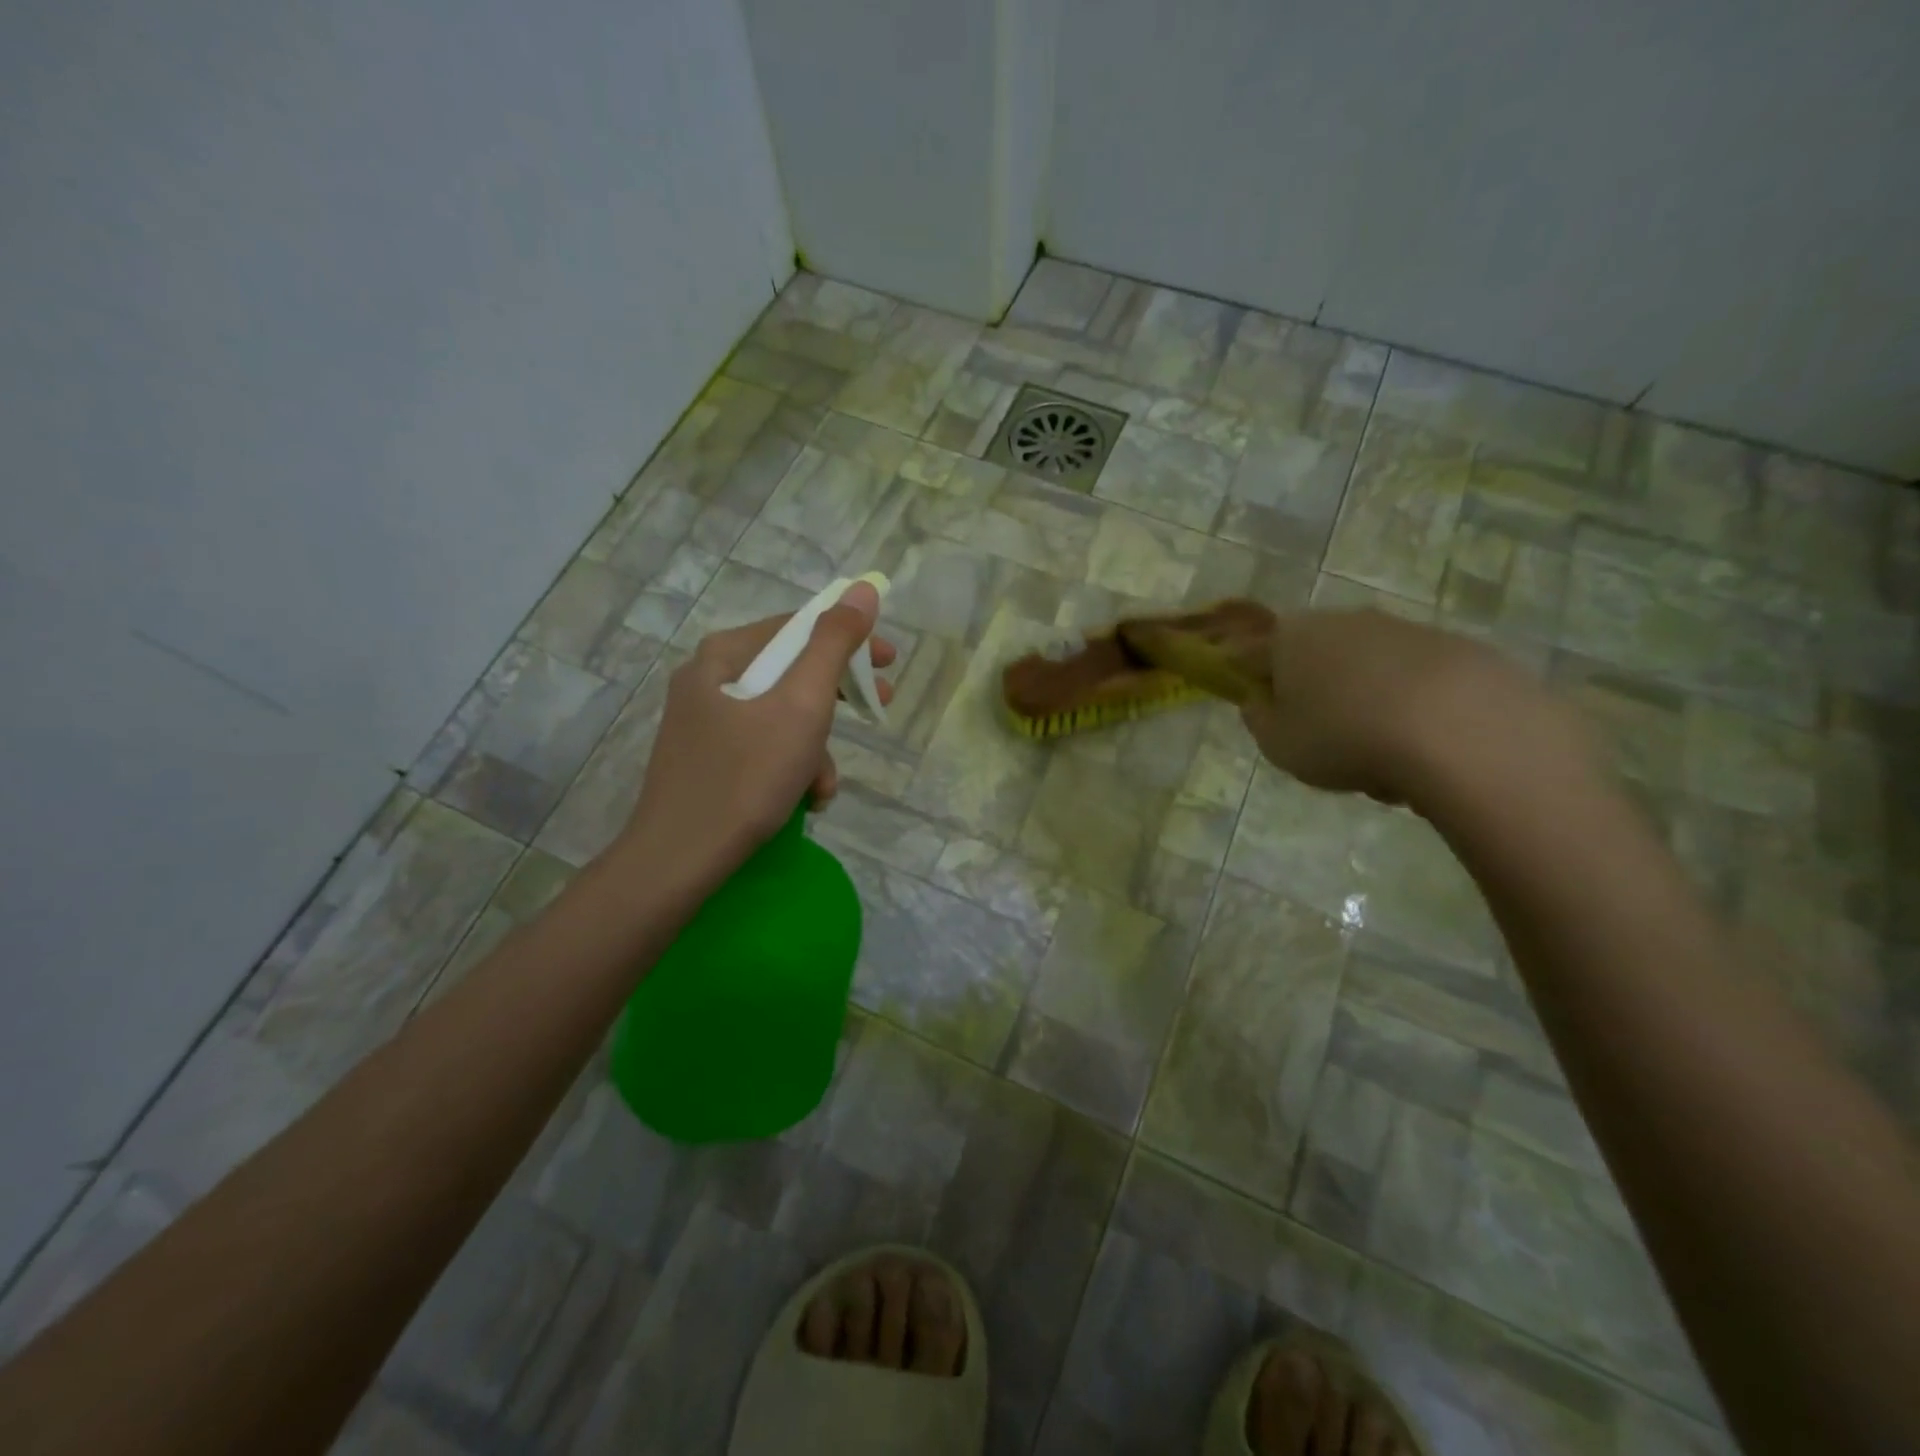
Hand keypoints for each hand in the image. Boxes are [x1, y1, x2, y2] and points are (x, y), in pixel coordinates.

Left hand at [618, 581, 895, 881]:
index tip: (889, 663)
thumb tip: (863, 589)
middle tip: (879, 710)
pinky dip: (790, 767)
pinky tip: (802, 800)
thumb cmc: (747, 776)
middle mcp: (709, 679)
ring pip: (780, 716)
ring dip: (815, 748)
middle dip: (838, 699)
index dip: (850, 639)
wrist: (679, 860)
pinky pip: (762, 746)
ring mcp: (704, 721)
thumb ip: (835, 645)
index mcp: (725, 655)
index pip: (799, 627)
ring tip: (824, 788)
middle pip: (791, 672)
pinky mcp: (706, 759)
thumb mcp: (802, 706)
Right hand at [1239, 609, 1584, 803]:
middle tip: (1322, 737)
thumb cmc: (1343, 737)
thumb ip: (1259, 721)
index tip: (1261, 711)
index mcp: (1290, 637)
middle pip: (1314, 656)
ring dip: (1363, 701)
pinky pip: (1413, 680)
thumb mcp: (1278, 745)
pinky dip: (1409, 706)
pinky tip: (1421, 745)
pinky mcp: (1453, 646)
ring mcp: (1401, 629)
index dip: (1248, 681)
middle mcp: (1342, 621)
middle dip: (1314, 690)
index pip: (1251, 652)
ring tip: (1378, 753)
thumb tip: (1259, 701)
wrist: (1459, 728)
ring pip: (1365, 668)